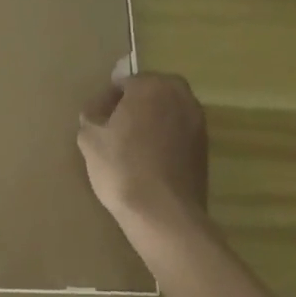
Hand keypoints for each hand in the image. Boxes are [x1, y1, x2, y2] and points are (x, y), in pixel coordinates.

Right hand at [78, 64, 208, 239]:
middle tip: (116, 128)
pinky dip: (166, 138)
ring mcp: (197, 122)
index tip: (98, 119)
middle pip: (152, 92)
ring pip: (168, 111)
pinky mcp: (205, 148)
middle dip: (135, 104)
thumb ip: (91, 115)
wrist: (164, 214)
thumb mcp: (90, 138)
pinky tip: (151, 159)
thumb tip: (97, 111)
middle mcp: (180, 96)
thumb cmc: (122, 167)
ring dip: (153, 120)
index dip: (108, 100)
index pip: (124, 83)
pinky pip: (179, 132)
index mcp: (151, 85)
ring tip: (134, 145)